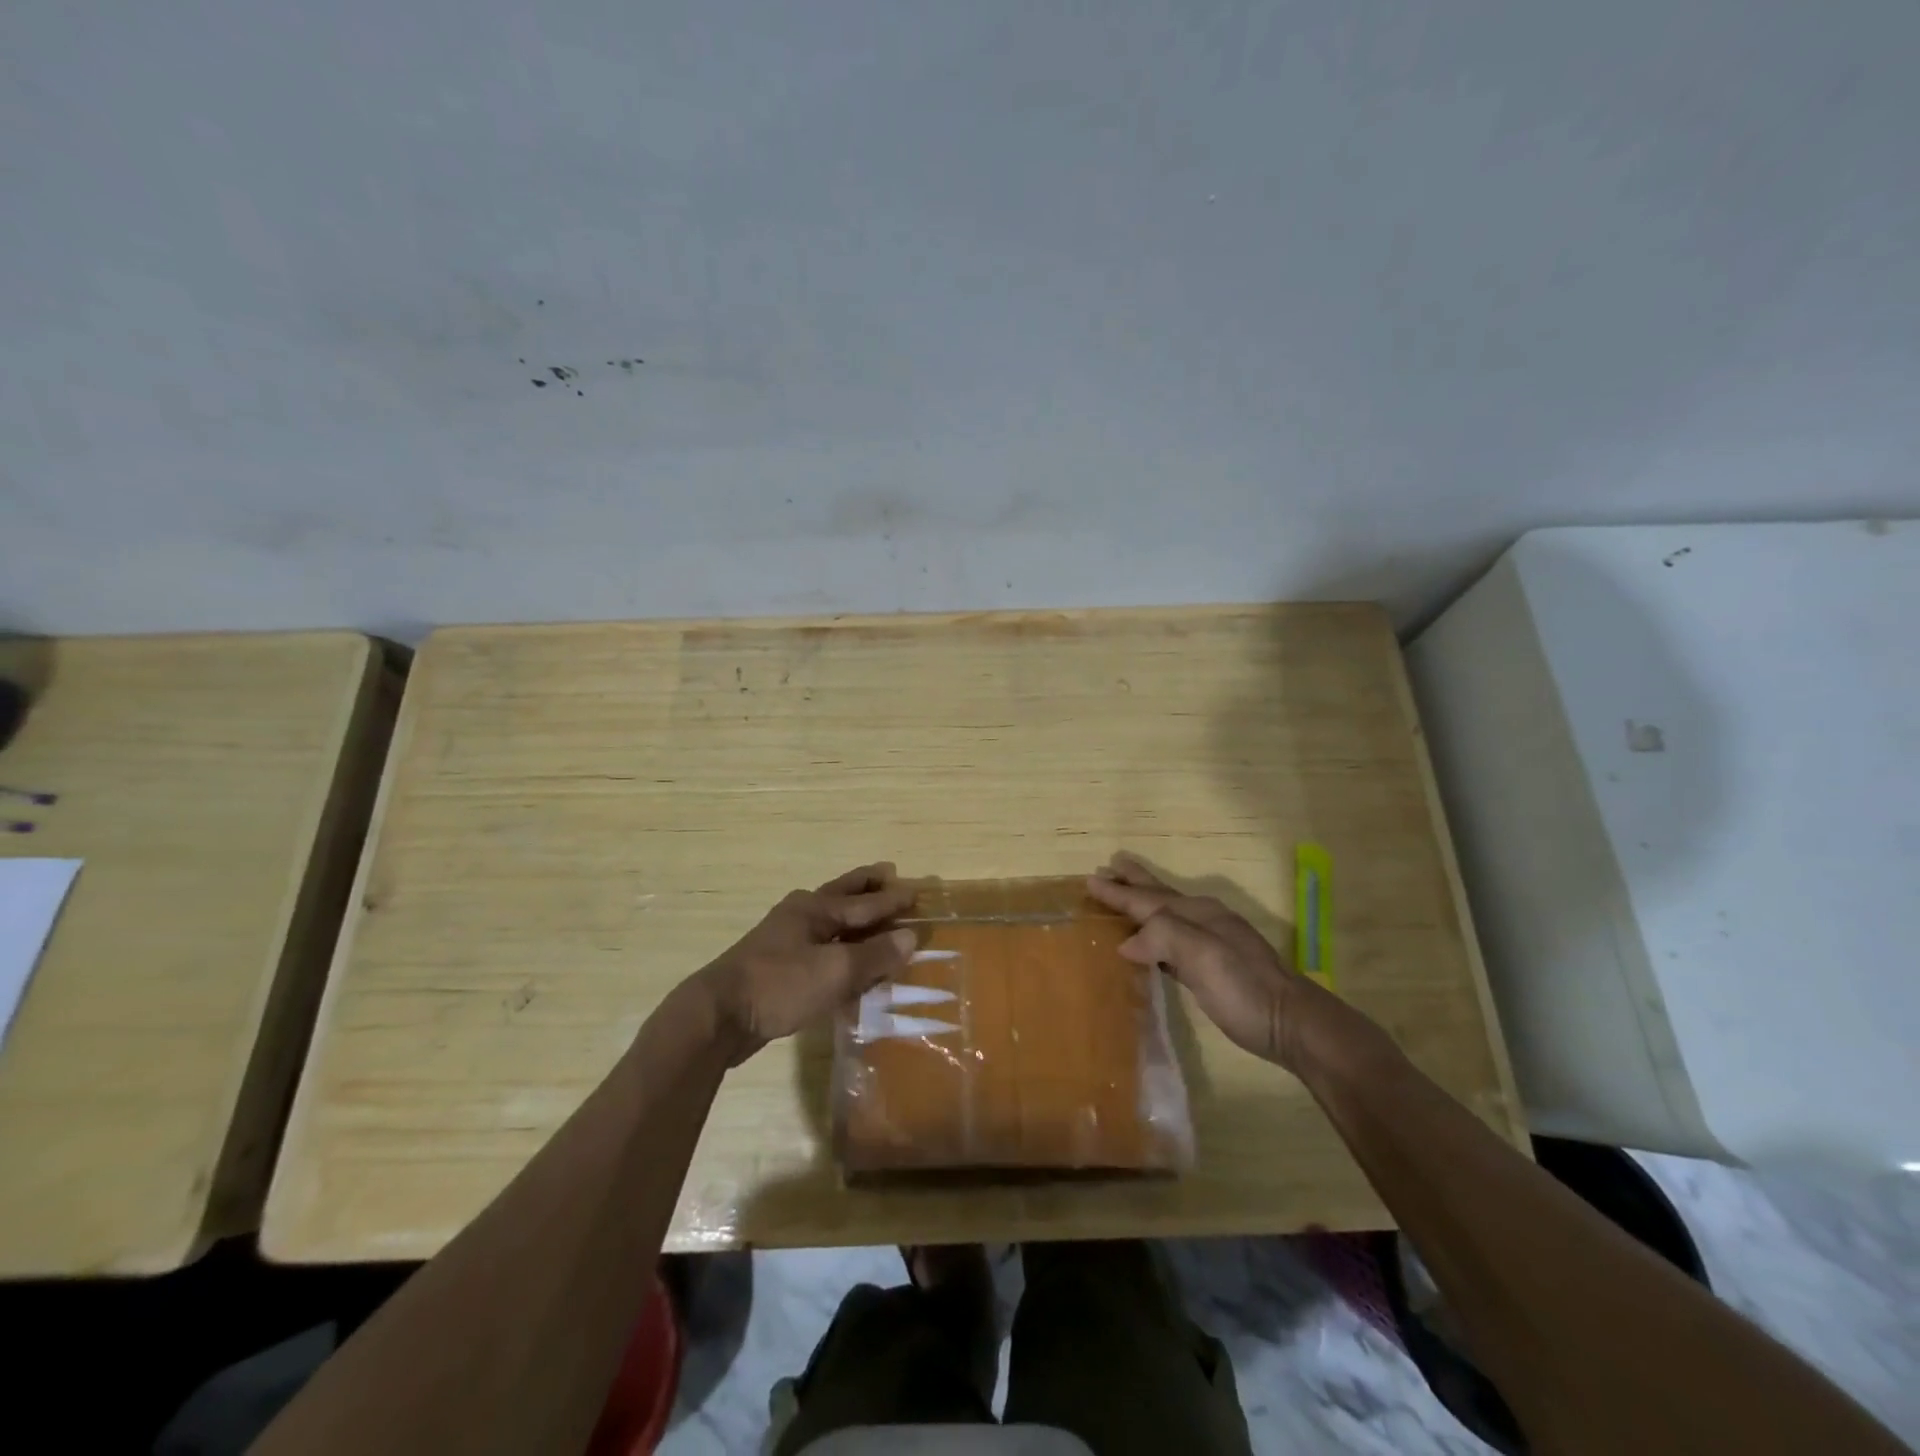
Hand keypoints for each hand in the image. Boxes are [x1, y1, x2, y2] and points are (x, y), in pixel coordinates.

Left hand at [696, 863, 917, 1063]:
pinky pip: (819, 944)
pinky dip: (839, 942)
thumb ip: (875, 955)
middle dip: (867, 886)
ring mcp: (785, 939)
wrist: (719, 1016)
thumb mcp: (836, 971)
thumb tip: (911, 937)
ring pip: (829, 919)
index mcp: (815, 909)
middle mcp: (800, 915)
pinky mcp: (777, 966)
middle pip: (842, 895)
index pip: (865, 902)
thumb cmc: (781, 985)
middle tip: (889, 873)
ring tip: (870, 910)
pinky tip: (844, 955)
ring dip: (853, 913)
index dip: (893, 899)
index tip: (917, 891)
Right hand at [1086, 852, 1354, 1073]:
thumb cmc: (1243, 987)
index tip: (1090, 879)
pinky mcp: (1213, 967)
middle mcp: (1203, 920)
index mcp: (1197, 913)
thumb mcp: (1203, 956)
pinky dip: (1154, 932)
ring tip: (1123, 893)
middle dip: (1133, 882)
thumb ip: (1164, 937)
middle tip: (1109, 866)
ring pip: (1166, 915)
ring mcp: (1211, 942)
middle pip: (1160, 896)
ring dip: (1143, 903)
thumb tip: (1127, 942)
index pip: (1148, 898)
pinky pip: (1173, 939)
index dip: (1119, 891)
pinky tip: (1149, 942)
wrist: (1291, 1023)